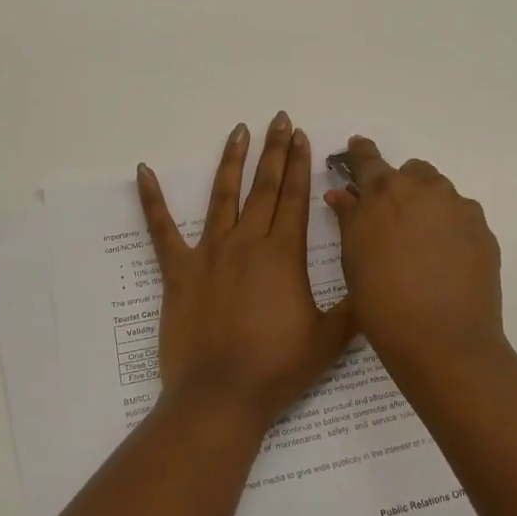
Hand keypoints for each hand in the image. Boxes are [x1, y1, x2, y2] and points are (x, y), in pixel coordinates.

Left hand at [138, 113, 354, 429]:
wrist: (221, 396)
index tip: (302, 136)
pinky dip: (152, 200)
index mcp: (282, 255)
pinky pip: (161, 229)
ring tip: (239, 130)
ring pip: (222, 196)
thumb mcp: (329, 339)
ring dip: (232, 161)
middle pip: (263, 187)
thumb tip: (373, 280)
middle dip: (274, 151)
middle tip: (279, 119)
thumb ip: (353, 307)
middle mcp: (246, 243)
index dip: (300, 164)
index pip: (294, 197)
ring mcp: (209, 253)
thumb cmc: (277, 369)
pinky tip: (143, 171)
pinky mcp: (178, 271)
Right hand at [325, 137, 506, 382]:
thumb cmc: (382, 300)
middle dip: (401, 186)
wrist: (442, 341)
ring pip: (439, 193)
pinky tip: (443, 261)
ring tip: (420, 245)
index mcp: (384, 191)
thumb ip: (349, 218)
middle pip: (411, 172)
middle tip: (392, 219)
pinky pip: (461, 218)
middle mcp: (424, 188)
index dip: (360, 153)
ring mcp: (459, 208)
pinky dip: (450, 229)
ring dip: (427, 206)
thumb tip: (342, 194)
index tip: (357, 147)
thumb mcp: (353, 258)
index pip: (368, 159)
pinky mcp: (483, 231)